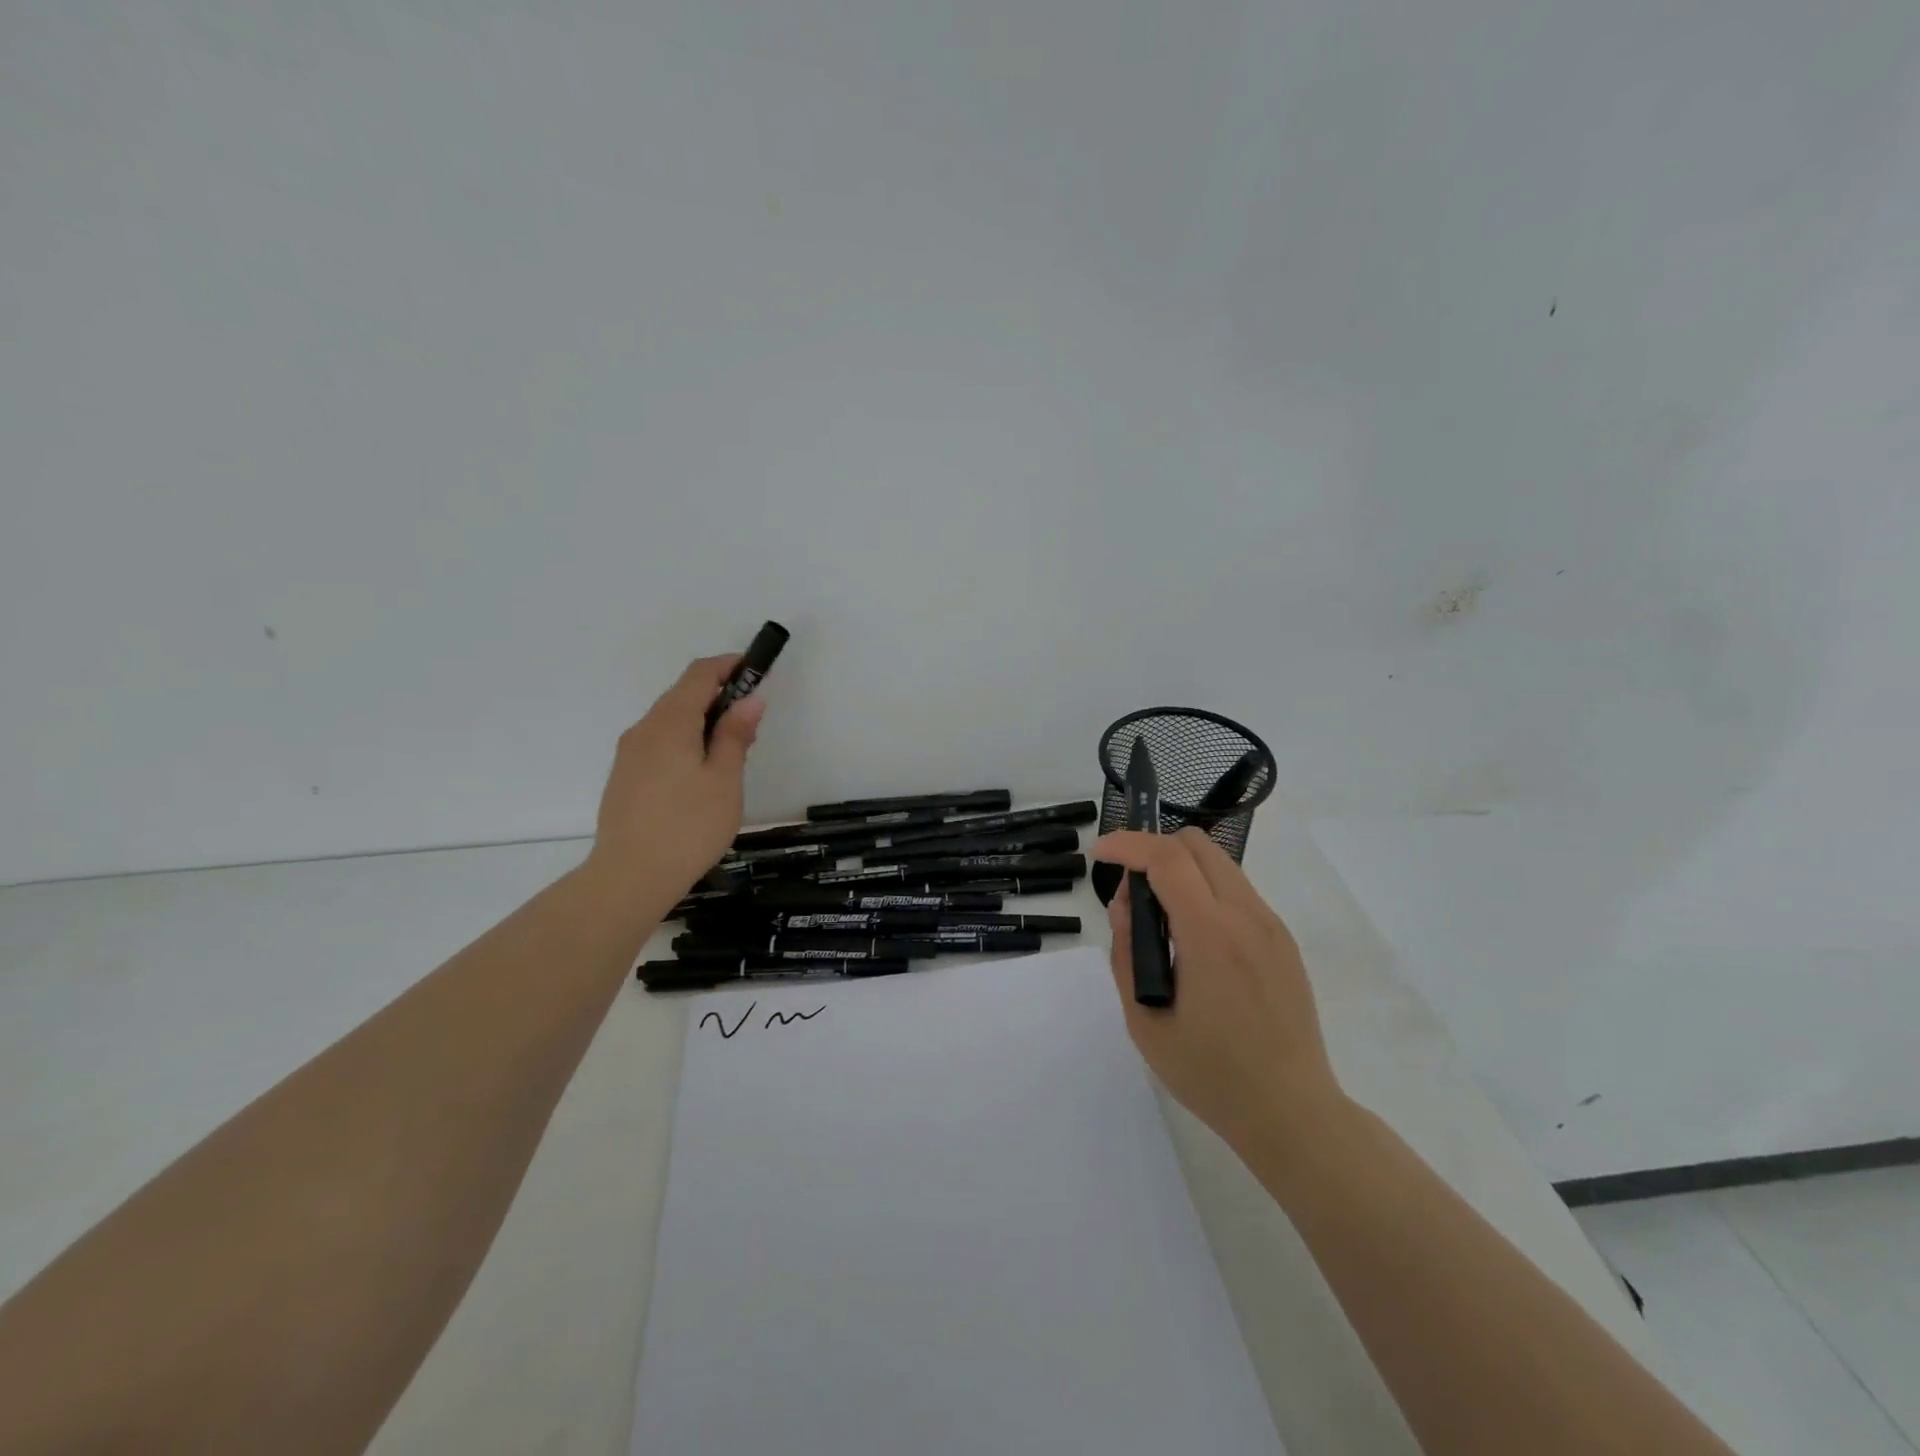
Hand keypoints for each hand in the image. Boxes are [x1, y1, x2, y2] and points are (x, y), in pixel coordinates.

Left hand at [586, 655, 765, 893]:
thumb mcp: (724, 779)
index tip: (756, 670)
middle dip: (718, 696)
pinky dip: (685, 740)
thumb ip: (735, 735)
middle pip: (682, 695)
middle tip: (751, 723)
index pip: (699, 675)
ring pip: (670, 720)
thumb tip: (750, 699)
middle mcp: (644, 729)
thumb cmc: (688, 826)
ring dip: (702, 721)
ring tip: (731, 753)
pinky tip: (701, 774)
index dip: (728, 665)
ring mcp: (629, 753)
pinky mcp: (625, 776)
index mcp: (670, 722)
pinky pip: (659, 742)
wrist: (630, 877)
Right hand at [1094, 827, 1344, 1157]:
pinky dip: (1205, 889)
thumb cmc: (1211, 1075)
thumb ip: (1127, 951)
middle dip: (1153, 848)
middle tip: (1129, 886)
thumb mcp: (1145, 1021)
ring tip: (1158, 915)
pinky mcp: (1283, 941)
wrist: (1291, 1113)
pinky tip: (1192, 935)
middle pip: (1197, 845)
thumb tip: (1126, 903)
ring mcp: (1271, 926)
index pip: (1166, 859)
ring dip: (1180, 868)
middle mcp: (1247, 917)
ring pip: (1219, 863)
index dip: (1127, 844)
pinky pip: (1237, 890)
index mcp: (1211, 936)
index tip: (1100, 852)